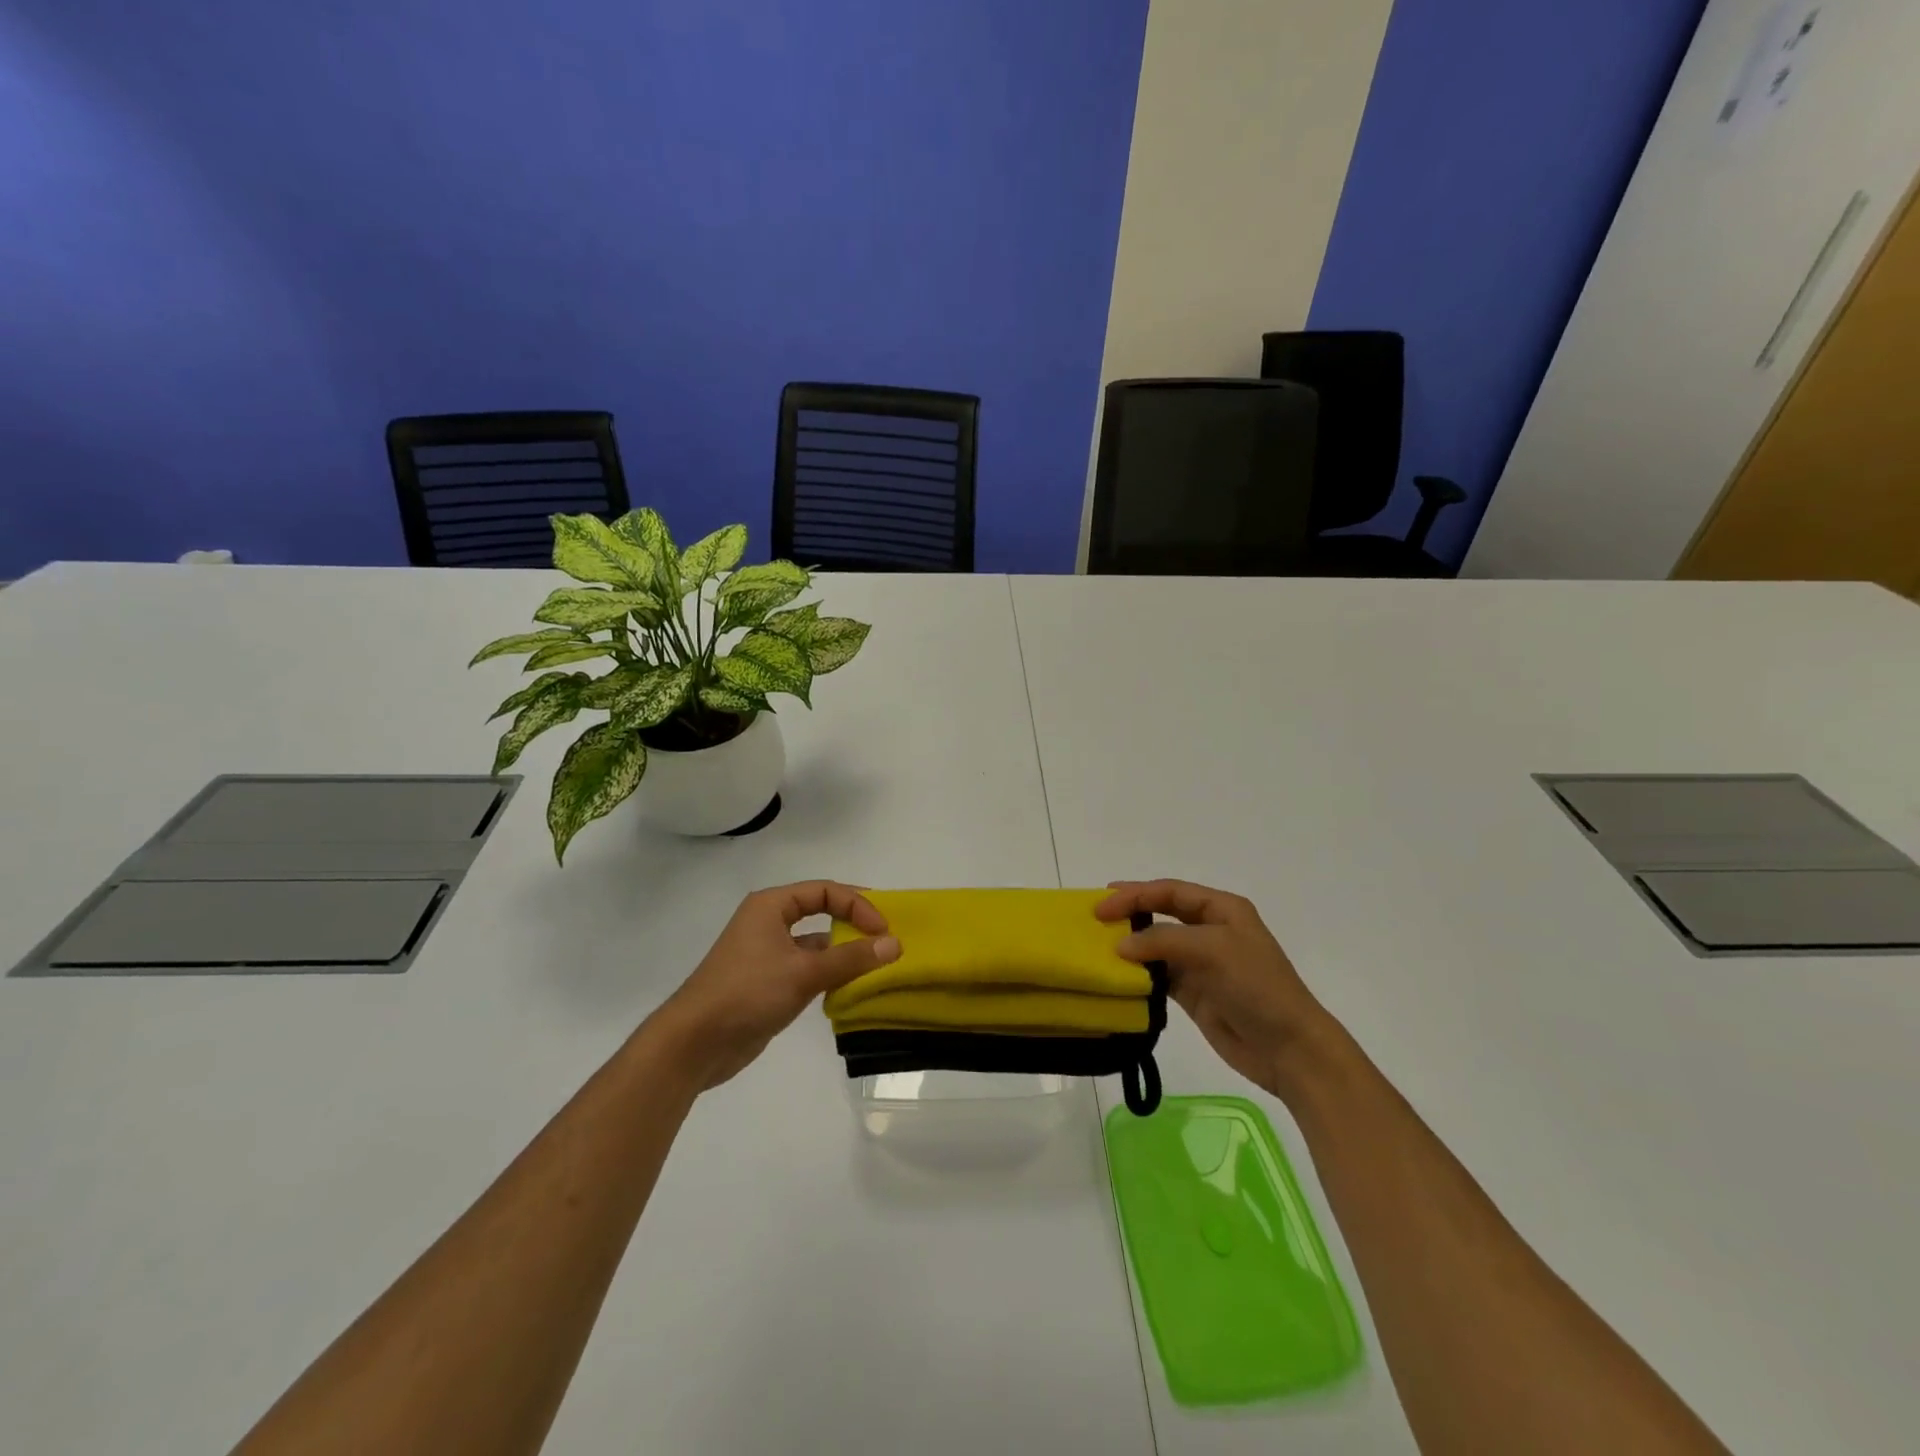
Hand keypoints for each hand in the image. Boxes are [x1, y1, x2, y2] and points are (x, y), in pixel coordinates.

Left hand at [649, 882, 900, 1091]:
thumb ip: (852, 958)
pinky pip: (806, 969)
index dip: (857, 904)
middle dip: (853, 924)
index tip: (883, 929)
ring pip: (815, 944)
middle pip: (820, 912)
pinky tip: (848, 990)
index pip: (825, 891)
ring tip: (875, 967)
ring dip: (843, 953)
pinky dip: (828, 975)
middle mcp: (768, 923)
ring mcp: (765, 954)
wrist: (693, 1044)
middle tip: (885, 941)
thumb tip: (895, 944)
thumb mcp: (804, 972)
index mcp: (771, 906)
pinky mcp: (766, 983)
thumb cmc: (747, 993)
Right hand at [1097, 880, 1339, 1099]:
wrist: (1290, 1048)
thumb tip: (1120, 946)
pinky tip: (1118, 974)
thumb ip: (1163, 940)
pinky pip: (1159, 975)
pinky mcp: (1195, 993)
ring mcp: (1203, 963)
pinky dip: (1139, 973)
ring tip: (1098, 944)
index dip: (1135, 894)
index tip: (1102, 905)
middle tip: (1095, 916)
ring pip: (1157, 945)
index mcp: (1222, 909)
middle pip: (1162, 912)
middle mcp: (1211, 930)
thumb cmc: (1257, 987)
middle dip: (1130, 912)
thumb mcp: (1212, 950)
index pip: (1170, 892)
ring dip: (1131, 944)